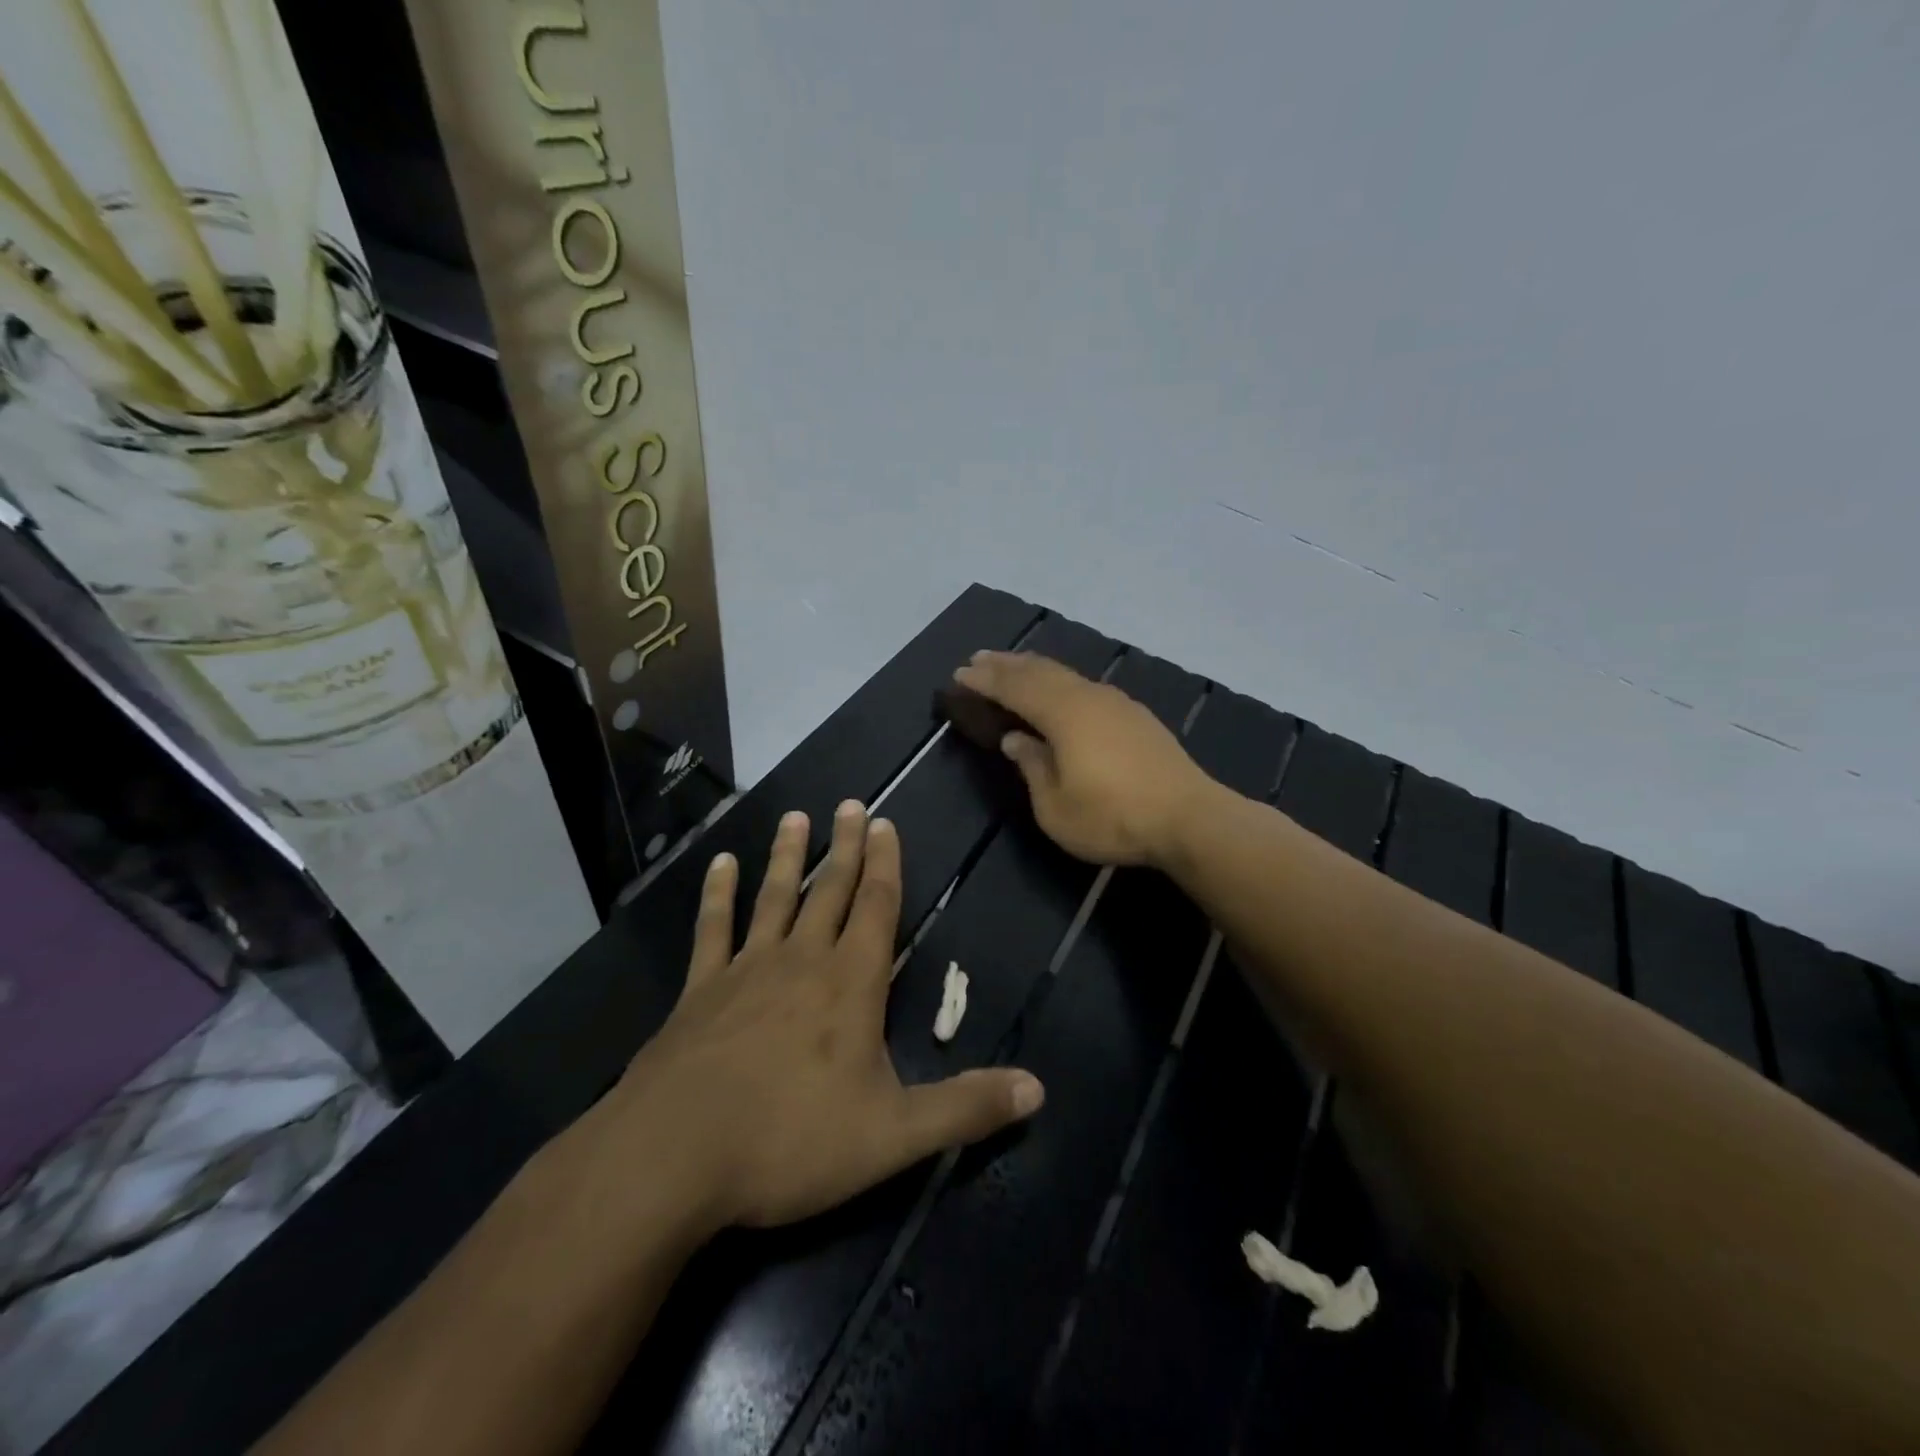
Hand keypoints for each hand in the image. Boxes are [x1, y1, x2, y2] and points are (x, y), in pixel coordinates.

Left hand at [606, 803, 1045, 1232]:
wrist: (674, 1156)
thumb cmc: (791, 1141)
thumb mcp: (893, 1136)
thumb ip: (965, 1109)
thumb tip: (1038, 1090)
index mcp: (850, 984)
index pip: (876, 908)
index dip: (885, 865)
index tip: (885, 822)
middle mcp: (801, 961)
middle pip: (829, 891)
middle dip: (846, 847)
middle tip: (850, 804)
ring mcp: (746, 970)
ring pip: (774, 898)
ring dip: (788, 857)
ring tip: (796, 817)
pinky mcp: (700, 991)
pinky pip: (712, 930)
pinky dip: (718, 894)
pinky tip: (721, 864)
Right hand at [953, 651, 1215, 868]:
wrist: (1189, 818)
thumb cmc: (1113, 817)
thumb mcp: (1056, 807)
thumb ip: (1032, 767)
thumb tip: (1015, 739)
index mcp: (1063, 714)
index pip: (1015, 688)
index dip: (985, 680)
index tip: (959, 674)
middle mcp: (1088, 697)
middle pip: (1040, 671)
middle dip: (1006, 665)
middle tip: (979, 659)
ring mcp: (1116, 703)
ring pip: (1066, 674)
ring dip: (1034, 668)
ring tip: (1013, 667)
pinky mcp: (1136, 716)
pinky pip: (1085, 685)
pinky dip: (1061, 681)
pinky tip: (1062, 689)